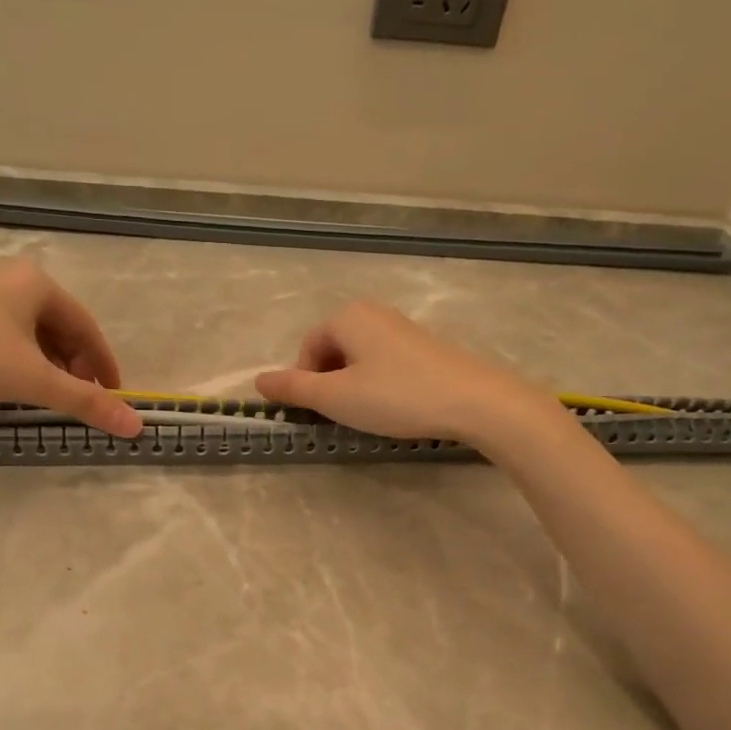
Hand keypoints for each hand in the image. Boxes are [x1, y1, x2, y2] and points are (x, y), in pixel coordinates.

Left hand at [0, 260, 143, 436]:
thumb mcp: (32, 381)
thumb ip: (85, 402)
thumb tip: (136, 425)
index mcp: (39, 285)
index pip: (88, 329)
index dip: (104, 365)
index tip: (114, 396)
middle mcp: (13, 279)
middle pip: (60, 329)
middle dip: (74, 367)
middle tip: (79, 400)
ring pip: (30, 332)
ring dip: (46, 365)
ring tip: (46, 396)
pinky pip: (4, 333)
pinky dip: (18, 359)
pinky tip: (9, 381)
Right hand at [255, 300, 560, 444]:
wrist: (474, 400)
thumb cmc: (396, 396)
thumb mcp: (336, 397)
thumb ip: (294, 388)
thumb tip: (257, 379)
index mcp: (347, 317)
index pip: (307, 348)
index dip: (303, 382)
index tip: (316, 413)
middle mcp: (373, 313)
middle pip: (332, 350)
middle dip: (328, 383)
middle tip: (339, 415)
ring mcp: (401, 328)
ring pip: (358, 359)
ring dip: (351, 386)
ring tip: (367, 414)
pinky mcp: (424, 347)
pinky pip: (383, 363)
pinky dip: (377, 384)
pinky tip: (393, 406)